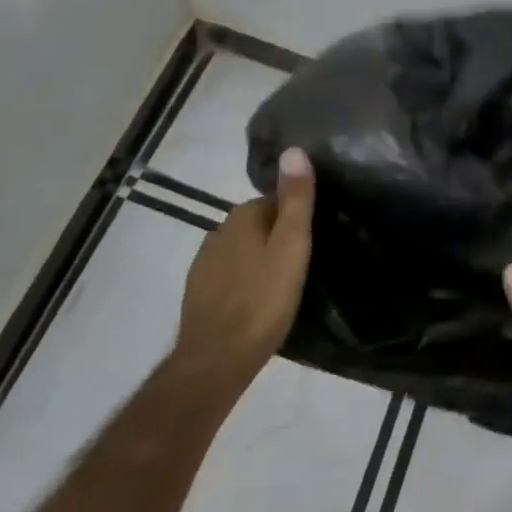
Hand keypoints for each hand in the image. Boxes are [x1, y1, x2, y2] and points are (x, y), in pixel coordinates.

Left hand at [174, 148, 315, 395]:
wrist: (215, 362)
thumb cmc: (261, 300)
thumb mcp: (290, 247)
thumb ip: (295, 200)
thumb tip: (295, 149)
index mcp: (241, 217)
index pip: (274, 199)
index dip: (295, 215)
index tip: (312, 237)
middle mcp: (218, 231)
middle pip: (257, 224)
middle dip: (277, 236)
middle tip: (303, 262)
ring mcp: (204, 264)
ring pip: (242, 251)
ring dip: (260, 260)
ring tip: (284, 284)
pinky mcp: (199, 293)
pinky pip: (229, 276)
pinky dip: (244, 282)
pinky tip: (258, 303)